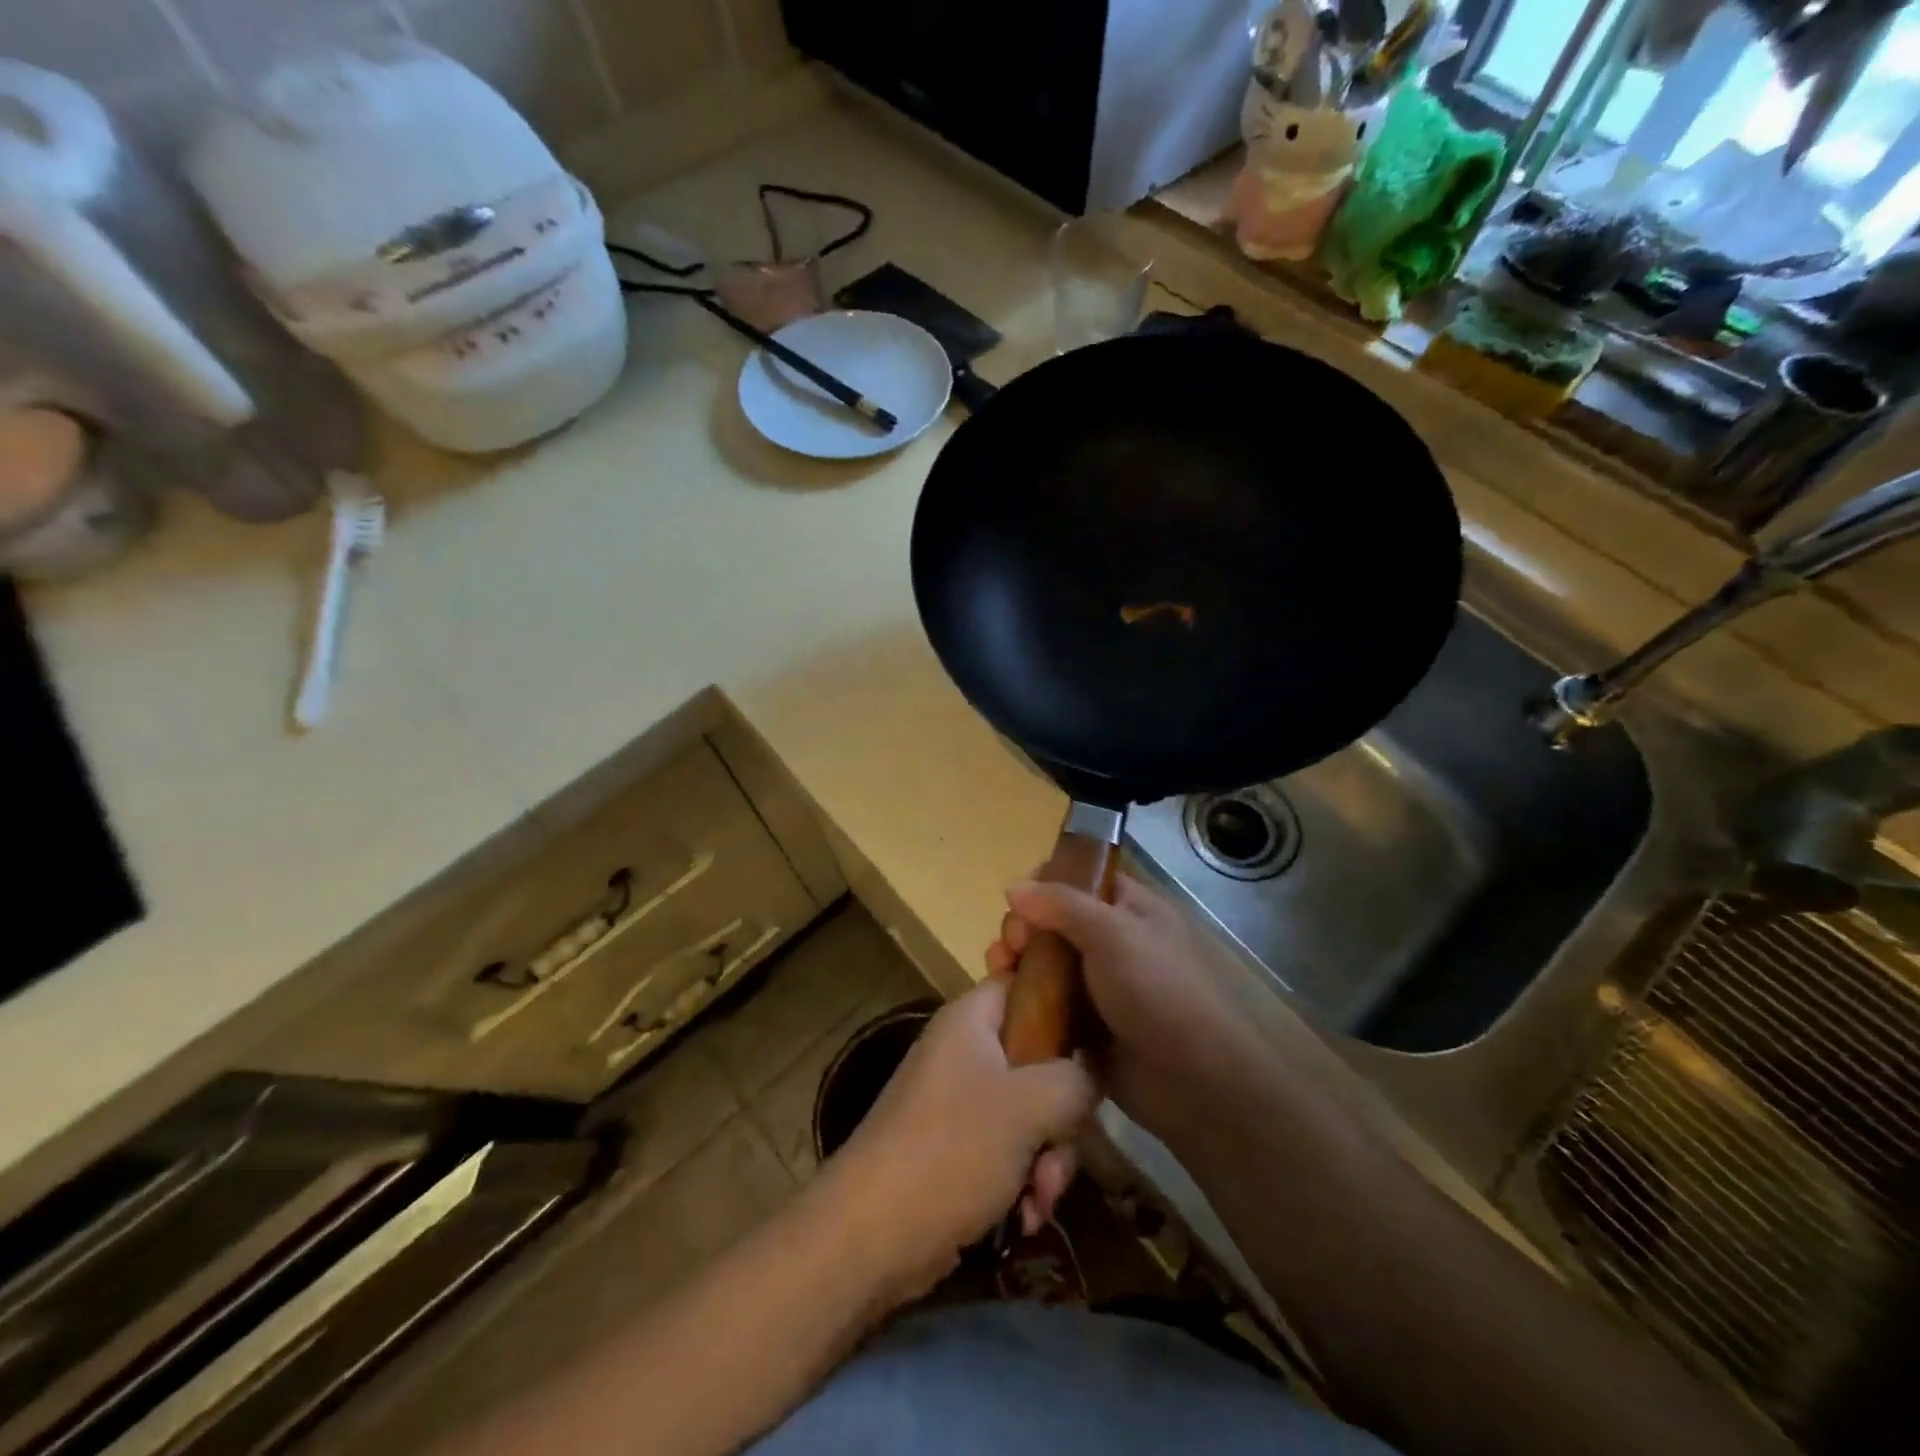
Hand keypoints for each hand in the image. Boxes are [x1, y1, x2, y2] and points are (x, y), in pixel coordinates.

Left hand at [821, 980, 1095, 1297]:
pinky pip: (1008, 1150)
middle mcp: (964, 1052)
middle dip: (1060, 1115)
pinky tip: (1025, 1219)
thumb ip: (1075, 1078)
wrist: (870, 1235)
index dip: (1065, 1003)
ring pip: (1029, 1113)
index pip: (1025, 984)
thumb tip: (1094, 1067)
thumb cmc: (952, 1149)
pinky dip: (1022, 1182)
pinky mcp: (956, 1149)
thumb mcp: (1029, 1105)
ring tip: (1041, 1200)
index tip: (1098, 1043)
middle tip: (1060, 1152)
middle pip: (1037, 1059)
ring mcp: (958, 1102)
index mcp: (971, 1020)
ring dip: (1047, 1159)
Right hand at [986, 872, 1249, 1140]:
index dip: (1044, 883)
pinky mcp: (1084, 1028)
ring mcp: (1097, 987)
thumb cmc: (1157, 991)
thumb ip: (1061, 904)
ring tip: (999, 973)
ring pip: (1044, 964)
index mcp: (1128, 909)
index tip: (1017, 901)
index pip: (1079, 879)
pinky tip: (1002, 1003)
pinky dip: (1022, 1002)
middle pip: (1053, 922)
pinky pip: (1045, 1006)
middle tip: (1012, 946)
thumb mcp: (1112, 933)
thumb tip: (1012, 886)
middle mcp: (1112, 943)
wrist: (1193, 1081)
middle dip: (1022, 928)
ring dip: (1016, 964)